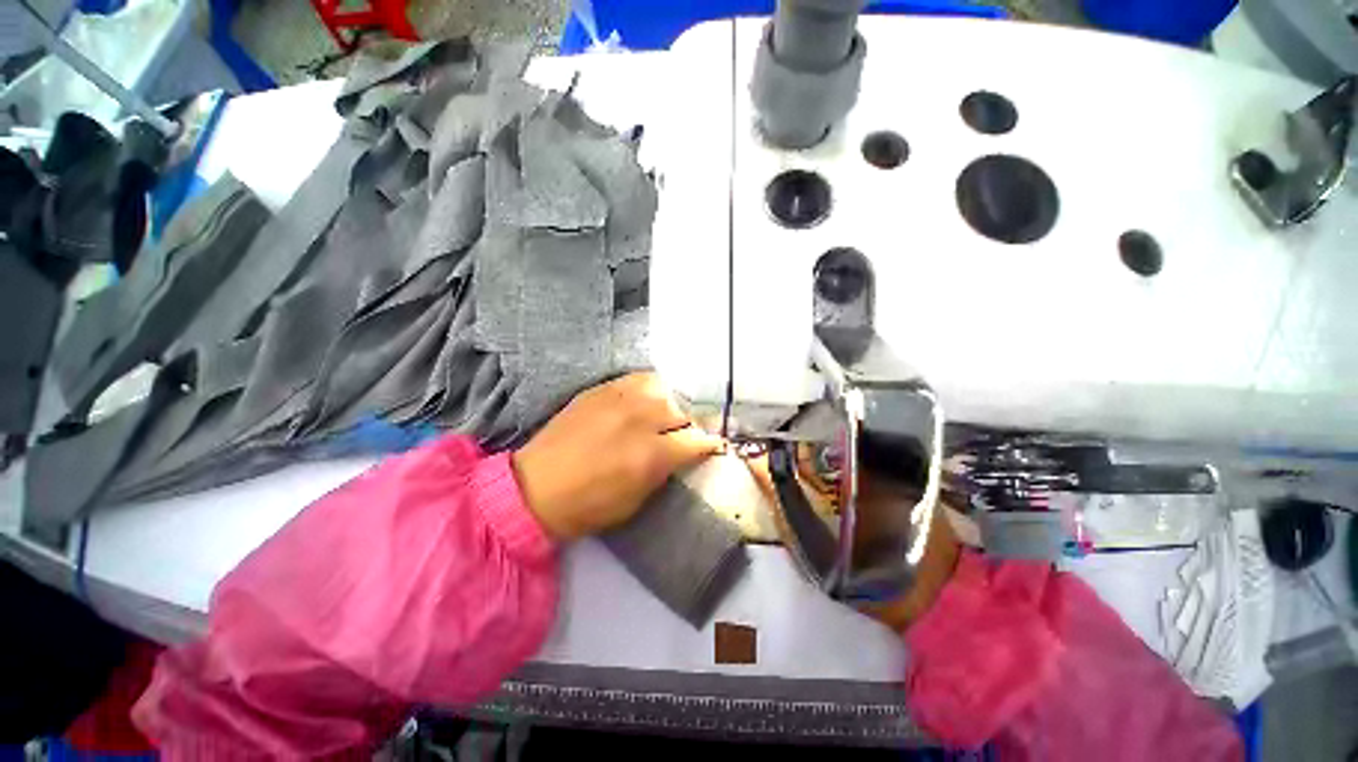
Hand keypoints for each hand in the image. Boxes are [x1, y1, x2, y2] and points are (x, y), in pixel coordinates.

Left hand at [512, 373, 724, 539]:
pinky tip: (651, 396)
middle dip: (694, 421)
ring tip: (673, 410)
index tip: (714, 444)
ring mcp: (620, 399)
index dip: (710, 443)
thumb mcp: (637, 501)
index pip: (697, 440)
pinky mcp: (601, 389)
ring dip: (674, 401)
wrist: (535, 487)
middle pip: (684, 409)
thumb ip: (665, 471)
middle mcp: (640, 420)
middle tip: (693, 429)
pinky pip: (638, 379)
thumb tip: (683, 452)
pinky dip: (651, 388)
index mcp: (651, 455)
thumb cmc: (589, 505)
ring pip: (664, 388)